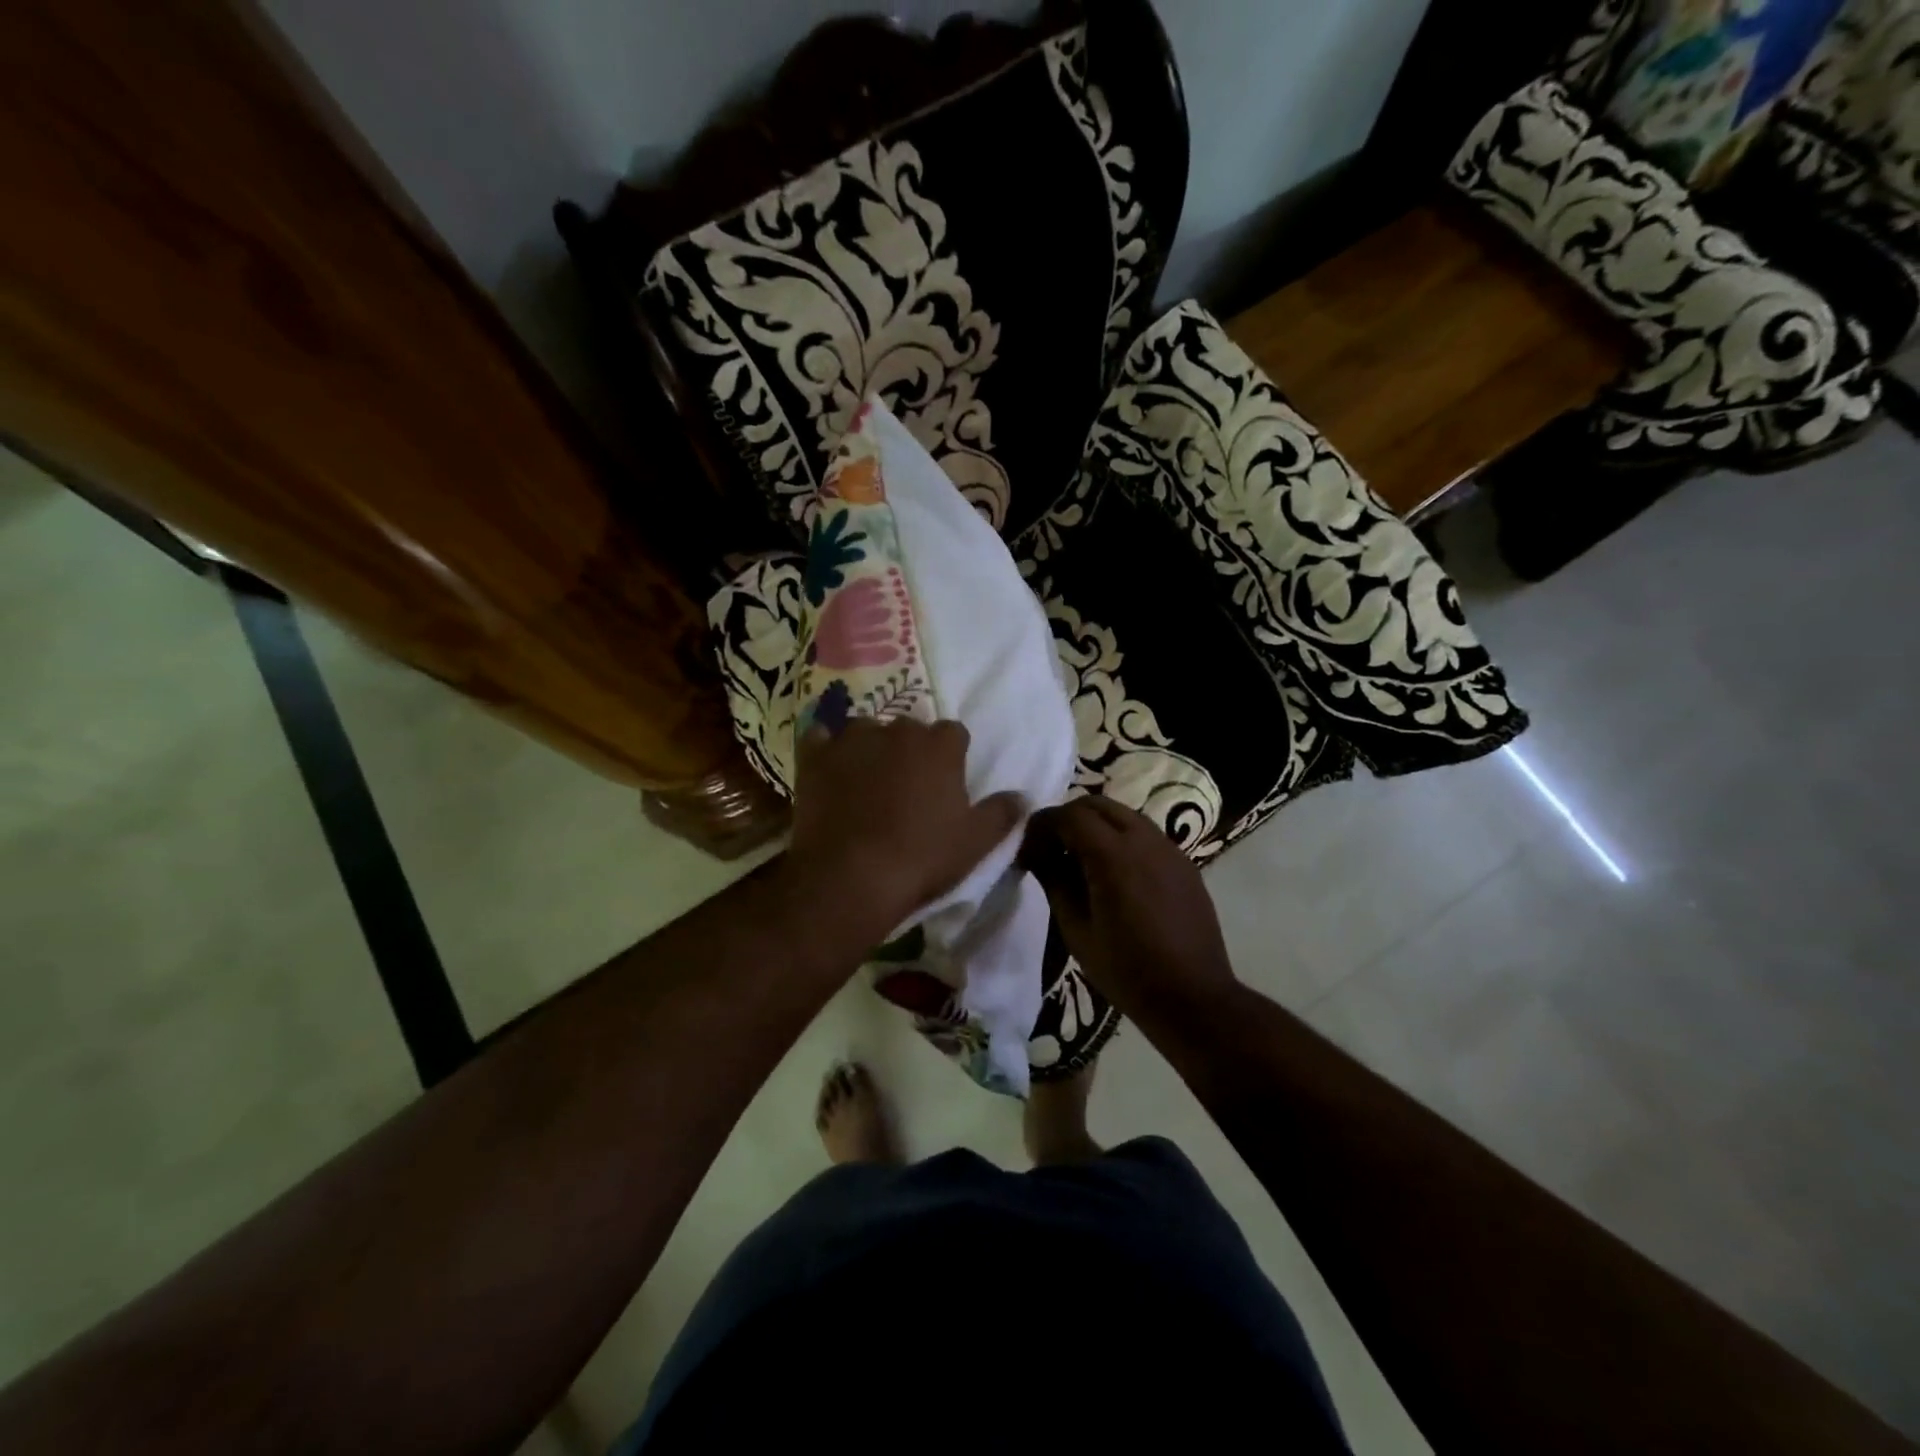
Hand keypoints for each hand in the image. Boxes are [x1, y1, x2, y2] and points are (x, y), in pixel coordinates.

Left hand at [784, 718, 1024, 944]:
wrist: (850, 877)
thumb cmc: (921, 858)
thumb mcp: (975, 843)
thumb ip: (1002, 813)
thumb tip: (1022, 797)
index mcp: (940, 746)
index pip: (953, 734)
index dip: (951, 757)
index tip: (945, 783)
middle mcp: (897, 730)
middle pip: (909, 729)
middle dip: (910, 750)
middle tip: (906, 787)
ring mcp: (852, 739)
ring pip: (866, 730)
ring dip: (870, 747)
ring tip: (866, 781)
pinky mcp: (815, 756)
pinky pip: (820, 739)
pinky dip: (826, 750)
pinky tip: (829, 771)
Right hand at [1020, 797, 1238, 1025]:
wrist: (1193, 998)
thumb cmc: (1126, 969)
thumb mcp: (1076, 929)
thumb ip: (1054, 881)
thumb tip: (1036, 853)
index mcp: (1114, 855)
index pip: (1070, 815)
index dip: (1043, 824)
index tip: (1028, 846)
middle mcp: (1144, 840)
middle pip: (1098, 805)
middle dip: (1069, 818)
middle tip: (1051, 848)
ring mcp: (1169, 849)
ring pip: (1125, 816)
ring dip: (1097, 826)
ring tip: (1081, 861)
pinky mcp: (1184, 864)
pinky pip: (1146, 835)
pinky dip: (1122, 839)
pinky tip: (1115, 875)